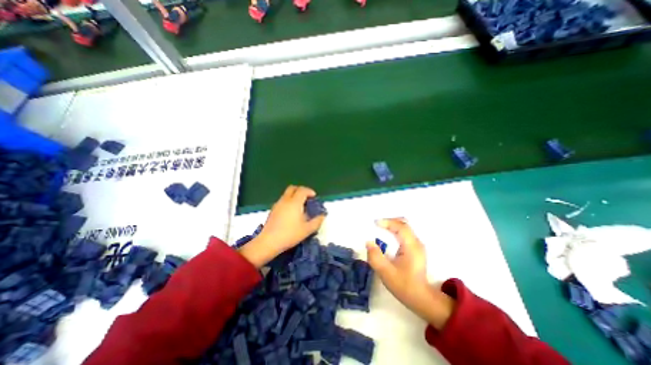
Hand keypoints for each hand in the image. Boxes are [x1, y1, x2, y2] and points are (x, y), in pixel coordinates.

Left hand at [239, 185, 325, 267]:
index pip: (302, 190)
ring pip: (286, 194)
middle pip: (293, 188)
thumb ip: (317, 221)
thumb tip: (322, 216)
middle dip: (301, 190)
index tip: (314, 197)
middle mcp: (285, 200)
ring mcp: (277, 204)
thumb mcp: (307, 230)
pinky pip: (282, 200)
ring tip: (300, 206)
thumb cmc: (290, 234)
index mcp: (294, 202)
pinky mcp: (272, 210)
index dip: (309, 191)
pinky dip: (288, 201)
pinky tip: (291, 212)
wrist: (268, 242)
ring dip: (294, 195)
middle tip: (307, 198)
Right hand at [365, 218, 453, 328]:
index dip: (387, 222)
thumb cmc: (404, 285)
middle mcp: (416, 242)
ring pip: (405, 227)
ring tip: (380, 228)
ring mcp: (417, 245)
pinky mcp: (415, 248)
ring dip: (392, 225)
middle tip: (376, 225)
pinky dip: (395, 231)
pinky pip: (404, 233)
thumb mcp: (386, 273)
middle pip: (404, 224)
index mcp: (411, 247)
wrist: (421, 298)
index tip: (375, 223)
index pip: (401, 227)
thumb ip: (375, 257)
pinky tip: (387, 236)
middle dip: (389, 221)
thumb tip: (368, 242)